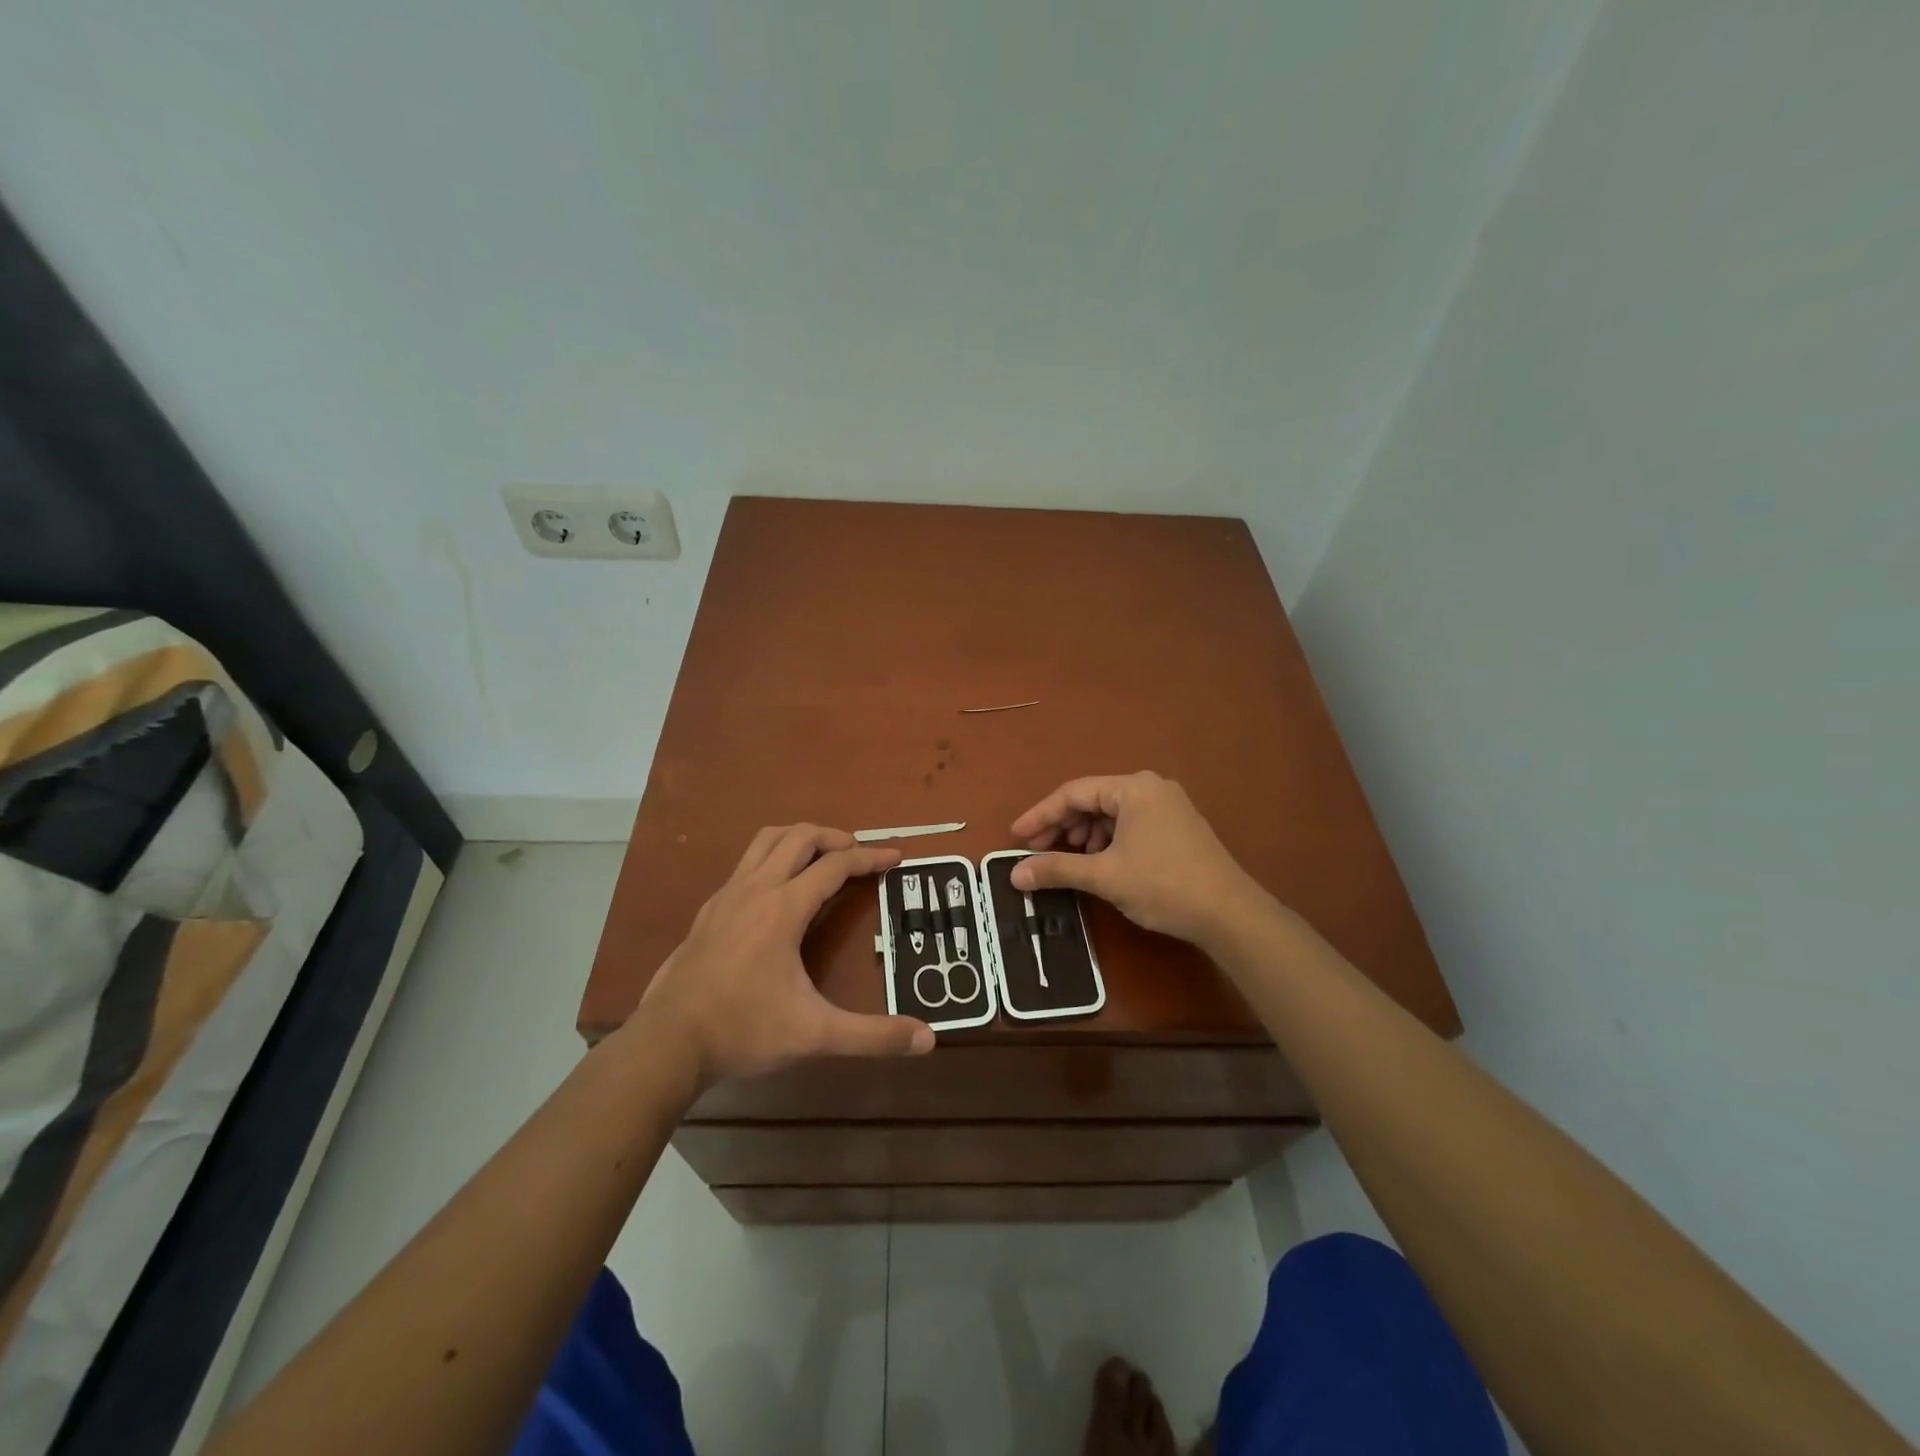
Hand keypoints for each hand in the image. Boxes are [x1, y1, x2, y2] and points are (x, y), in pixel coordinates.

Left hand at [635, 825, 933, 1089]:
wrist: (668, 1043)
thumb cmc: (744, 1030)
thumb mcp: (815, 1034)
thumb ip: (872, 1035)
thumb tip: (928, 1038)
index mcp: (784, 907)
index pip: (836, 865)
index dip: (870, 857)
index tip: (896, 857)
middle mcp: (756, 889)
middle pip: (800, 837)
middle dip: (835, 837)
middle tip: (860, 854)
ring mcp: (727, 895)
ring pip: (766, 840)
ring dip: (800, 838)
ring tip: (822, 857)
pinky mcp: (709, 910)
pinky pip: (746, 863)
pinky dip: (772, 858)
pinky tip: (778, 890)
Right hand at [1009, 773, 1264, 945]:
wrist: (1230, 914)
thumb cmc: (1163, 885)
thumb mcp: (1104, 876)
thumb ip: (1057, 869)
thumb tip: (1015, 874)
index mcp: (1133, 788)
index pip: (1073, 793)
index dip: (1040, 815)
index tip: (1016, 836)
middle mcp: (1151, 788)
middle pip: (1092, 800)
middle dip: (1062, 826)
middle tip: (1036, 850)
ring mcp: (1168, 806)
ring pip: (1111, 814)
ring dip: (1085, 835)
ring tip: (1070, 859)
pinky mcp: (1177, 827)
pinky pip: (1130, 824)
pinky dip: (1108, 840)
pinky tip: (1101, 862)